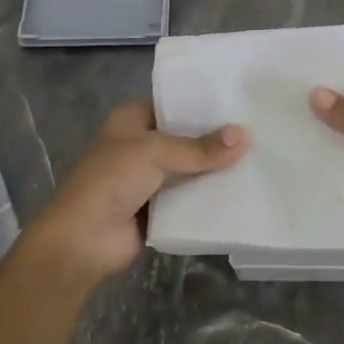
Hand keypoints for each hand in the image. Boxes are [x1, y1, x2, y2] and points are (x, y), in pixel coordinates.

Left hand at [27, 101, 246, 286]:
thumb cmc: (111, 180)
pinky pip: (189, 199)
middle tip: (259, 130)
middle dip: (215, 139)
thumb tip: (244, 136)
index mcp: (131, 120)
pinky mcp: (158, 210)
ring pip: (189, 169)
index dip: (203, 105)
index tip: (240, 102)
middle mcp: (140, 146)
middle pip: (184, 138)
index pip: (173, 105)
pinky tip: (242, 191)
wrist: (83, 240)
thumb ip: (199, 148)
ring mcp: (148, 179)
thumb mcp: (154, 153)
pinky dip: (209, 197)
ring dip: (215, 169)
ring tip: (260, 157)